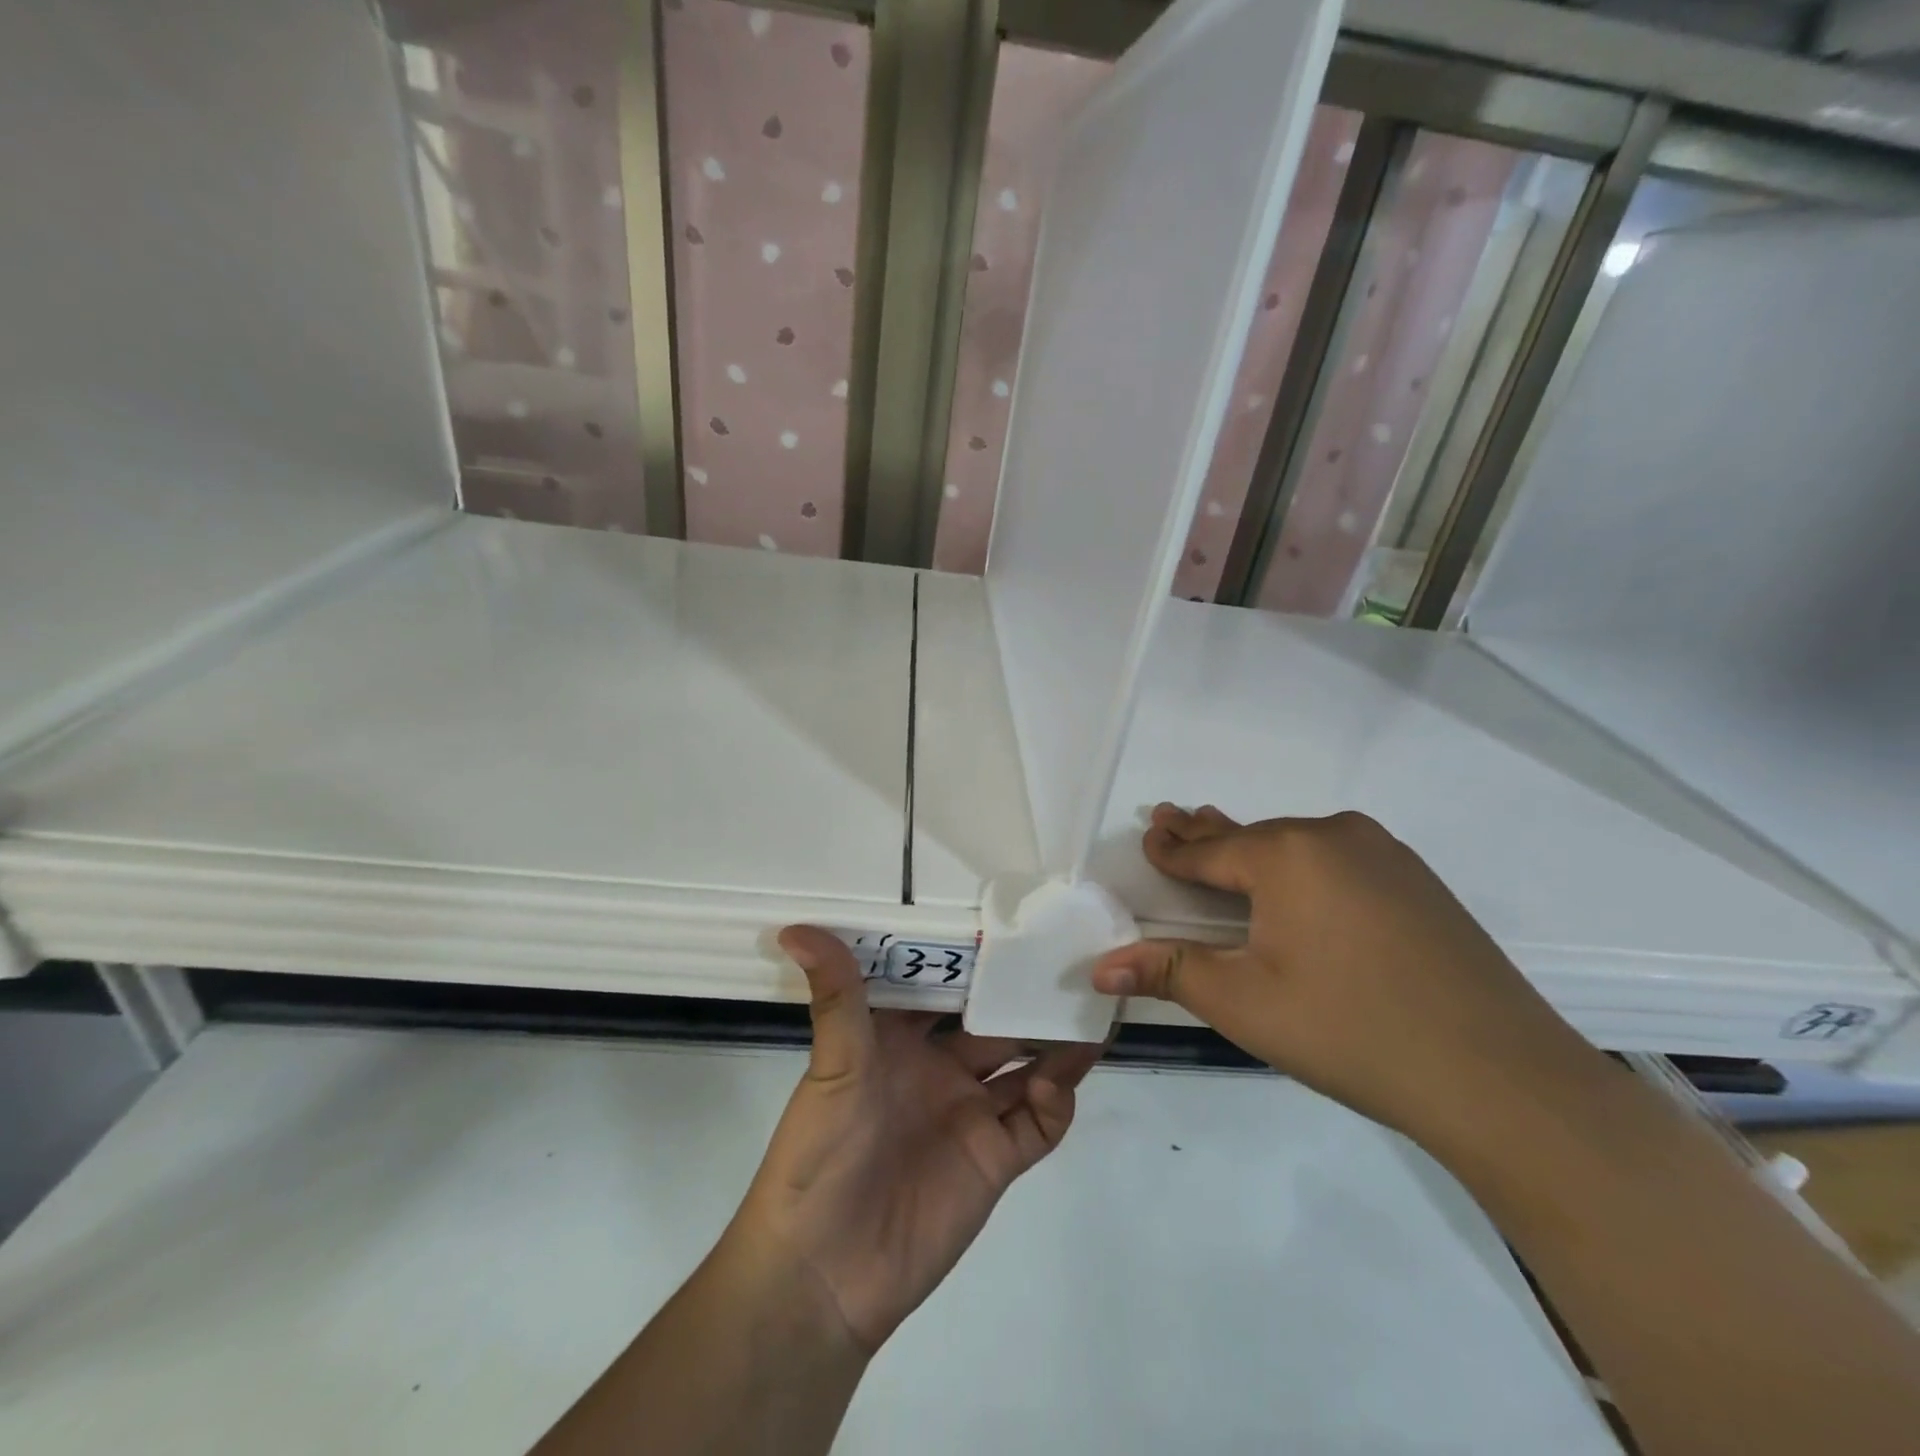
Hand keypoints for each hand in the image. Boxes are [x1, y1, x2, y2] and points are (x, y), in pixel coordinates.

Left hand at [729, 926, 1104, 1354]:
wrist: (824, 1274)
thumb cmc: (820, 1155)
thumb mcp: (832, 1066)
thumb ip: (836, 996)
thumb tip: (796, 928)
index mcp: (898, 1041)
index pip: (942, 986)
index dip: (971, 957)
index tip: (1006, 918)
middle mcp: (938, 1069)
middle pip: (991, 1022)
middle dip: (1022, 995)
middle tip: (1064, 956)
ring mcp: (970, 1113)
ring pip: (1024, 1065)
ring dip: (1053, 1040)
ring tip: (1087, 1004)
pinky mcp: (995, 1159)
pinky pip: (1039, 1121)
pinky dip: (1058, 1097)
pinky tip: (1065, 1073)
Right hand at [1091, 806, 1606, 1150]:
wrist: (1500, 1076)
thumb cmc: (1349, 1031)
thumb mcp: (1243, 1002)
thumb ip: (1168, 971)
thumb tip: (1098, 968)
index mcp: (1285, 854)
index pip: (1208, 850)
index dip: (1172, 849)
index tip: (1148, 834)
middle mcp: (1333, 835)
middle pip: (1251, 836)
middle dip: (1207, 834)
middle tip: (1171, 817)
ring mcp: (1384, 853)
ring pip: (1298, 845)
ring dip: (1256, 848)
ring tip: (1224, 839)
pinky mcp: (1418, 881)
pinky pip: (1338, 860)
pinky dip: (1303, 865)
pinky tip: (1299, 881)